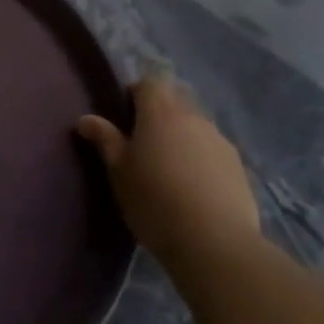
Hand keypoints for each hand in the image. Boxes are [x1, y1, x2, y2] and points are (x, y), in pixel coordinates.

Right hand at [76, 75, 260, 260]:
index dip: (134, 93)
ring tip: (167, 168)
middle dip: (158, 114)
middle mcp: (194, 118)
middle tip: (141, 144)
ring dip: (180, 136)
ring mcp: (220, 140)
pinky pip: (211, 149)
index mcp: (161, 113)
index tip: (122, 116)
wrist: (214, 241)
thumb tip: (86, 118)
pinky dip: (199, 158)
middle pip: (175, 100)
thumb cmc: (154, 200)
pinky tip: (192, 187)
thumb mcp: (118, 172)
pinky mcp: (238, 165)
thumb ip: (105, 139)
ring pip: (195, 126)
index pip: (149, 83)